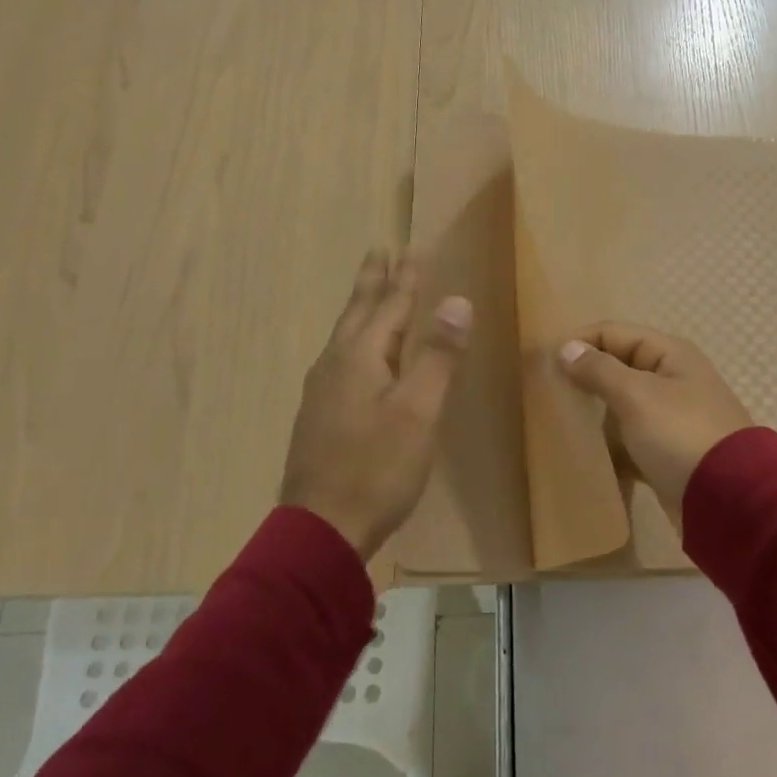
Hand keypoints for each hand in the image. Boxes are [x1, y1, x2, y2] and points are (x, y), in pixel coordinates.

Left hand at [280, 250, 472, 559]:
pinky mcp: (319, 415)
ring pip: (345, 335)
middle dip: (372, 281)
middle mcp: (335, 364)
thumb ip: (438, 355)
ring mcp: (322, 391)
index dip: (404, 278)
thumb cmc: (377, 467)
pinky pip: (341, 358)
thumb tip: (457, 301)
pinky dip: (356, 339)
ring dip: (361, 308)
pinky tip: (357, 355)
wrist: (321, 529)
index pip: (389, 305)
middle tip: (378, 251)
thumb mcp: (418, 411)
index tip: (411, 248)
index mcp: (359, 357)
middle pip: (357, 312)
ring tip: (370, 293)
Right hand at [558, 323, 752, 530]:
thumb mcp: (637, 396)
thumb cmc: (680, 435)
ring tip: (560, 420)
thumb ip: (600, 370)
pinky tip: (586, 451)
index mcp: (670, 354)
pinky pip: (630, 437)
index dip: (580, 342)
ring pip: (623, 404)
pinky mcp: (668, 451)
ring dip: (595, 410)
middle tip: (549, 392)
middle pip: (618, 366)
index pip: (614, 333)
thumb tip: (567, 348)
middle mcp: (672, 379)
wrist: (730, 501)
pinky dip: (610, 442)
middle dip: (585, 376)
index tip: (545, 363)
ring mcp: (672, 417)